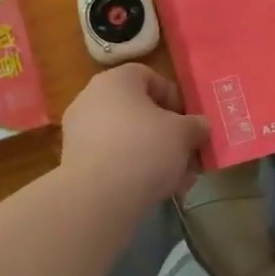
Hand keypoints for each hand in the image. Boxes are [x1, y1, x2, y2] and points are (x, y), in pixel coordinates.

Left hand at [60, 64, 210, 206]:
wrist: (97, 198)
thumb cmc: (144, 149)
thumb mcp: (183, 134)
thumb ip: (195, 126)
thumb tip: (200, 126)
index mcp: (116, 80)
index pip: (150, 77)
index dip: (174, 98)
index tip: (190, 123)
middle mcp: (92, 98)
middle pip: (138, 110)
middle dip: (167, 133)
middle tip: (187, 154)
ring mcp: (79, 130)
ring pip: (127, 137)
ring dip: (153, 154)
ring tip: (177, 180)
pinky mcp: (74, 162)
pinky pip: (112, 158)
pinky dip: (132, 169)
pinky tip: (155, 191)